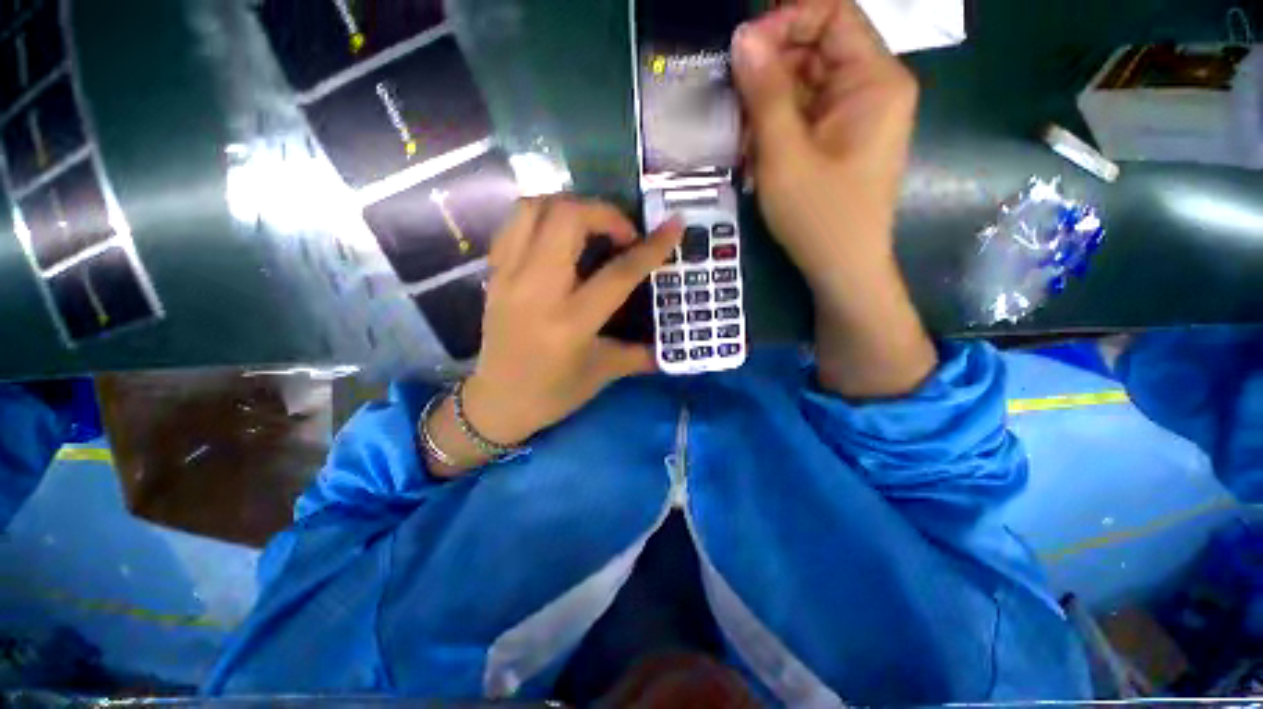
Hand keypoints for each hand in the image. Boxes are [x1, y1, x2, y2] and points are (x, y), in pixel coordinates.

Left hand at [424, 198, 681, 475]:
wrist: (498, 402)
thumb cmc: (554, 392)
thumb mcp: (603, 373)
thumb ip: (640, 354)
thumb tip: (671, 347)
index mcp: (571, 322)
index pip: (618, 273)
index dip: (651, 247)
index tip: (674, 226)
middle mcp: (538, 290)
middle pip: (568, 219)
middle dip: (605, 213)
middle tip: (622, 234)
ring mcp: (509, 276)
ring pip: (535, 208)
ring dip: (570, 206)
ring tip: (591, 227)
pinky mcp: (494, 273)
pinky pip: (515, 222)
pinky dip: (542, 215)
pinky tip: (559, 235)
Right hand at [731, 0, 935, 397]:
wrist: (841, 270)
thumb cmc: (818, 216)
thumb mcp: (784, 155)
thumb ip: (764, 93)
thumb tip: (743, 37)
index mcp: (875, 80)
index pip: (834, 15)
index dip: (786, 22)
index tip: (743, 51)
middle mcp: (872, 89)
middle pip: (816, 52)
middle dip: (770, 77)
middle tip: (735, 112)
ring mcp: (855, 117)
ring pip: (804, 87)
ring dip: (767, 111)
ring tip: (746, 148)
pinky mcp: (840, 141)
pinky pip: (804, 117)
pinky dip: (776, 131)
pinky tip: (758, 159)